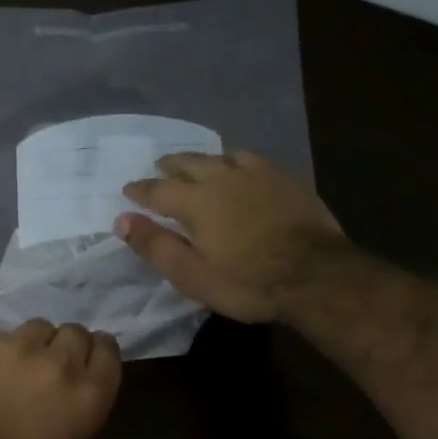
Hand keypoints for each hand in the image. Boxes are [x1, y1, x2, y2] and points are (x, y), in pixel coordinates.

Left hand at [0, 320, 121, 438]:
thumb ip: (80, 409)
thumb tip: (78, 392)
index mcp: (89, 394)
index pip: (108, 350)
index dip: (97, 353)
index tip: (86, 362)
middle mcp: (60, 361)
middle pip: (75, 332)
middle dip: (66, 346)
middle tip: (49, 367)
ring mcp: (19, 345)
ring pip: (39, 327)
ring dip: (34, 343)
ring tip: (17, 365)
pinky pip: (0, 337)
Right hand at [118, 150, 345, 322]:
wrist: (316, 275)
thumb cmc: (247, 282)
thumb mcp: (192, 275)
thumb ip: (155, 246)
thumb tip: (122, 220)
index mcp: (195, 202)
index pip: (158, 190)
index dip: (140, 191)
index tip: (128, 191)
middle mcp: (221, 178)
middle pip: (188, 164)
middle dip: (170, 166)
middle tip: (159, 167)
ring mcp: (256, 174)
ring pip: (219, 156)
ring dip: (201, 159)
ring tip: (195, 163)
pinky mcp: (283, 178)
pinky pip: (250, 158)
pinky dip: (233, 158)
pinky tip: (237, 164)